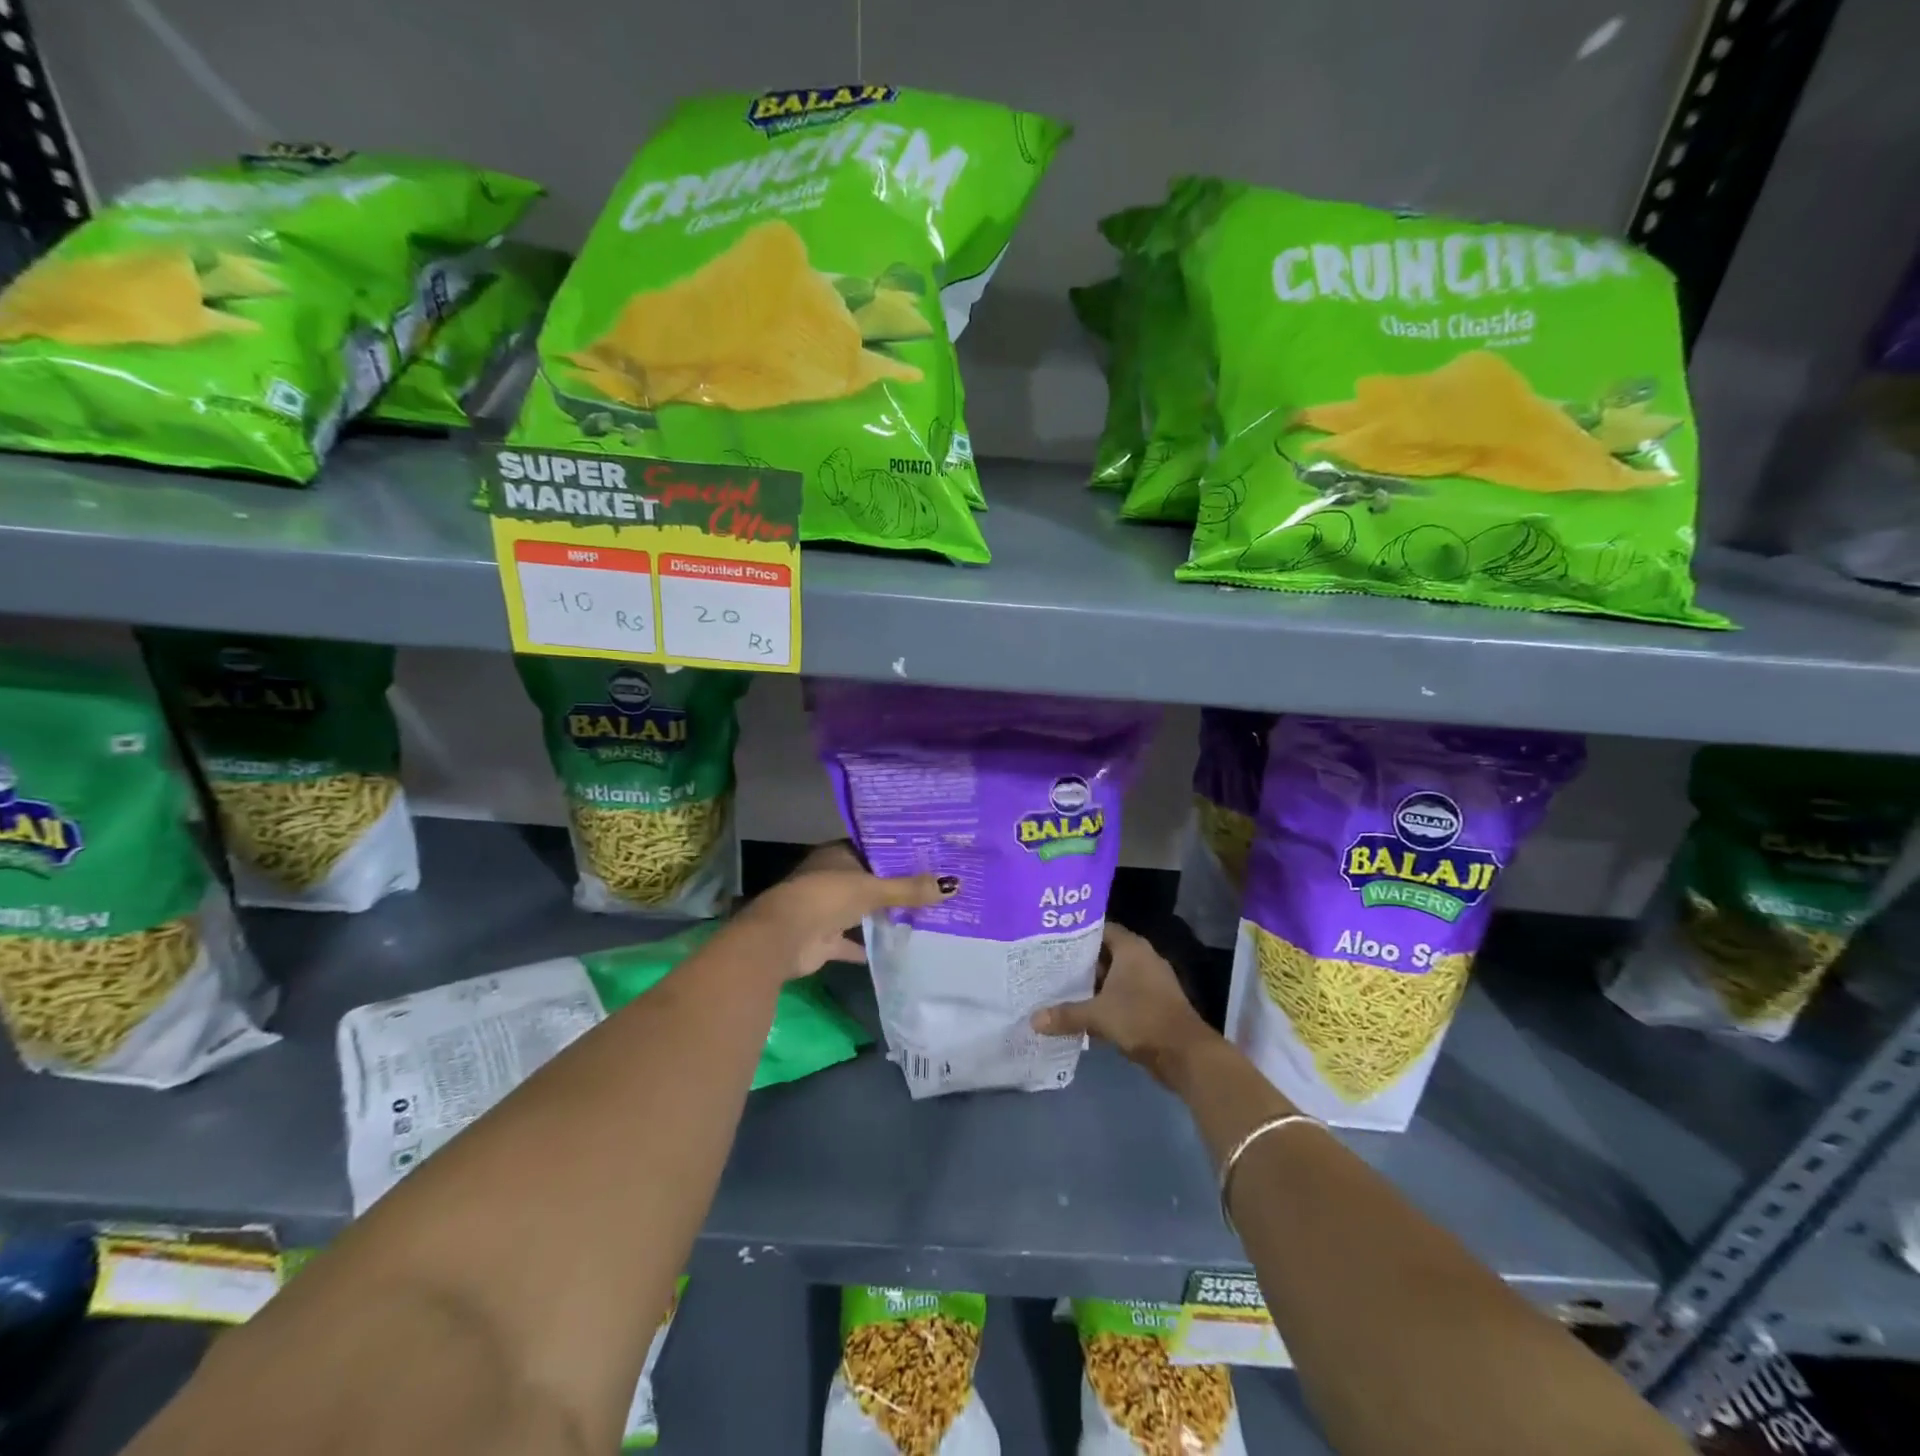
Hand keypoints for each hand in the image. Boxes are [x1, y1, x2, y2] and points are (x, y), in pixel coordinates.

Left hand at [740, 841, 951, 980]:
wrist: (783, 938)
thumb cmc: (826, 898)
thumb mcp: (872, 889)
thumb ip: (909, 889)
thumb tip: (954, 885)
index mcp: (836, 856)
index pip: (872, 850)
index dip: (898, 854)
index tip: (929, 858)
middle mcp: (830, 879)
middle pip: (868, 881)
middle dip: (894, 887)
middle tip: (933, 888)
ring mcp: (825, 910)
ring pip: (860, 910)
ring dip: (881, 915)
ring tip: (922, 916)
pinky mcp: (823, 939)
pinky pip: (851, 942)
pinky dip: (868, 946)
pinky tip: (896, 949)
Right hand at [1031, 923, 1216, 1087]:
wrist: (1185, 1054)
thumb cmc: (1140, 1019)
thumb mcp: (1098, 1015)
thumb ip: (1065, 1014)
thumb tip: (1033, 1020)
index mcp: (1131, 949)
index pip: (1100, 929)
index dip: (1077, 934)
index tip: (1053, 941)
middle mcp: (1142, 959)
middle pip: (1105, 954)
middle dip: (1080, 962)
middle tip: (1050, 967)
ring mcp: (1151, 982)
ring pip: (1114, 978)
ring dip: (1092, 985)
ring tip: (1060, 990)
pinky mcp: (1154, 1004)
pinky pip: (1124, 996)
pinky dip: (1106, 1002)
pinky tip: (1083, 1013)